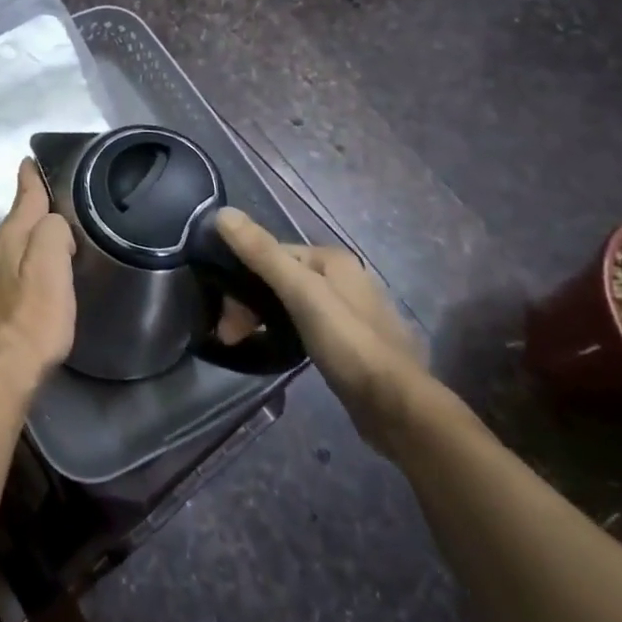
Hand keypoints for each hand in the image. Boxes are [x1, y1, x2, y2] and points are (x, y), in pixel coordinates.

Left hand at [0, 160, 75, 399]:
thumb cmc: (31, 321)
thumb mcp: (52, 269)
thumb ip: (53, 233)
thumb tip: (53, 223)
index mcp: (10, 239)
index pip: (23, 198)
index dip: (30, 179)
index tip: (30, 160)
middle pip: (16, 224)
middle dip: (33, 213)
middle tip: (57, 207)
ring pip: (9, 249)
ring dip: (27, 242)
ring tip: (50, 244)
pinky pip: (5, 274)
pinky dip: (20, 268)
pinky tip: (30, 284)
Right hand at [216, 209, 432, 451]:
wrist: (399, 408)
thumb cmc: (349, 343)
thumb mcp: (301, 294)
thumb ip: (263, 254)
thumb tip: (222, 213)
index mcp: (332, 259)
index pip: (270, 254)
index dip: (240, 278)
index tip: (223, 313)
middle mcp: (343, 278)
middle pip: (280, 279)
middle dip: (249, 304)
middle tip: (229, 335)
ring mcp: (349, 310)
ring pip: (290, 303)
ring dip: (261, 319)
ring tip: (242, 344)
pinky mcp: (350, 342)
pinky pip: (304, 325)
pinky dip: (283, 332)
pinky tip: (275, 349)